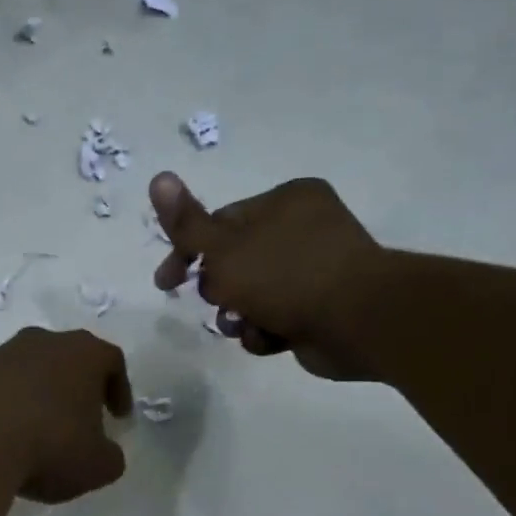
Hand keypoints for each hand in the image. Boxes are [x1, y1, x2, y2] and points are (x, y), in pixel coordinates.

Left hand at [0, 328, 132, 502]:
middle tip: (82, 421)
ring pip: (33, 371)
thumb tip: (104, 452)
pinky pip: (2, 388)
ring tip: (42, 433)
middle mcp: (43, 342)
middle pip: (70, 359)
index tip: (118, 417)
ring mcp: (2, 355)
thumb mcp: (97, 465)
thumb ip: (110, 456)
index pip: (111, 361)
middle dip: (78, 389)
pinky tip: (9, 436)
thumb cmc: (49, 445)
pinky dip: (11, 407)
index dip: (119, 389)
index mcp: (83, 353)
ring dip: (42, 397)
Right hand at [150, 171, 390, 379]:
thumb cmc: (286, 275)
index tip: (166, 283)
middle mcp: (302, 229)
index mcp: (285, 201)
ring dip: (239, 315)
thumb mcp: (224, 249)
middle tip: (220, 303)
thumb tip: (158, 178)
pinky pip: (276, 317)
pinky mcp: (320, 308)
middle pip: (234, 261)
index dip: (187, 251)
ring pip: (252, 294)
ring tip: (244, 325)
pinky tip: (271, 337)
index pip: (220, 221)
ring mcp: (314, 270)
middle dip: (219, 289)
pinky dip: (266, 330)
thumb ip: (187, 223)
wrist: (357, 321)